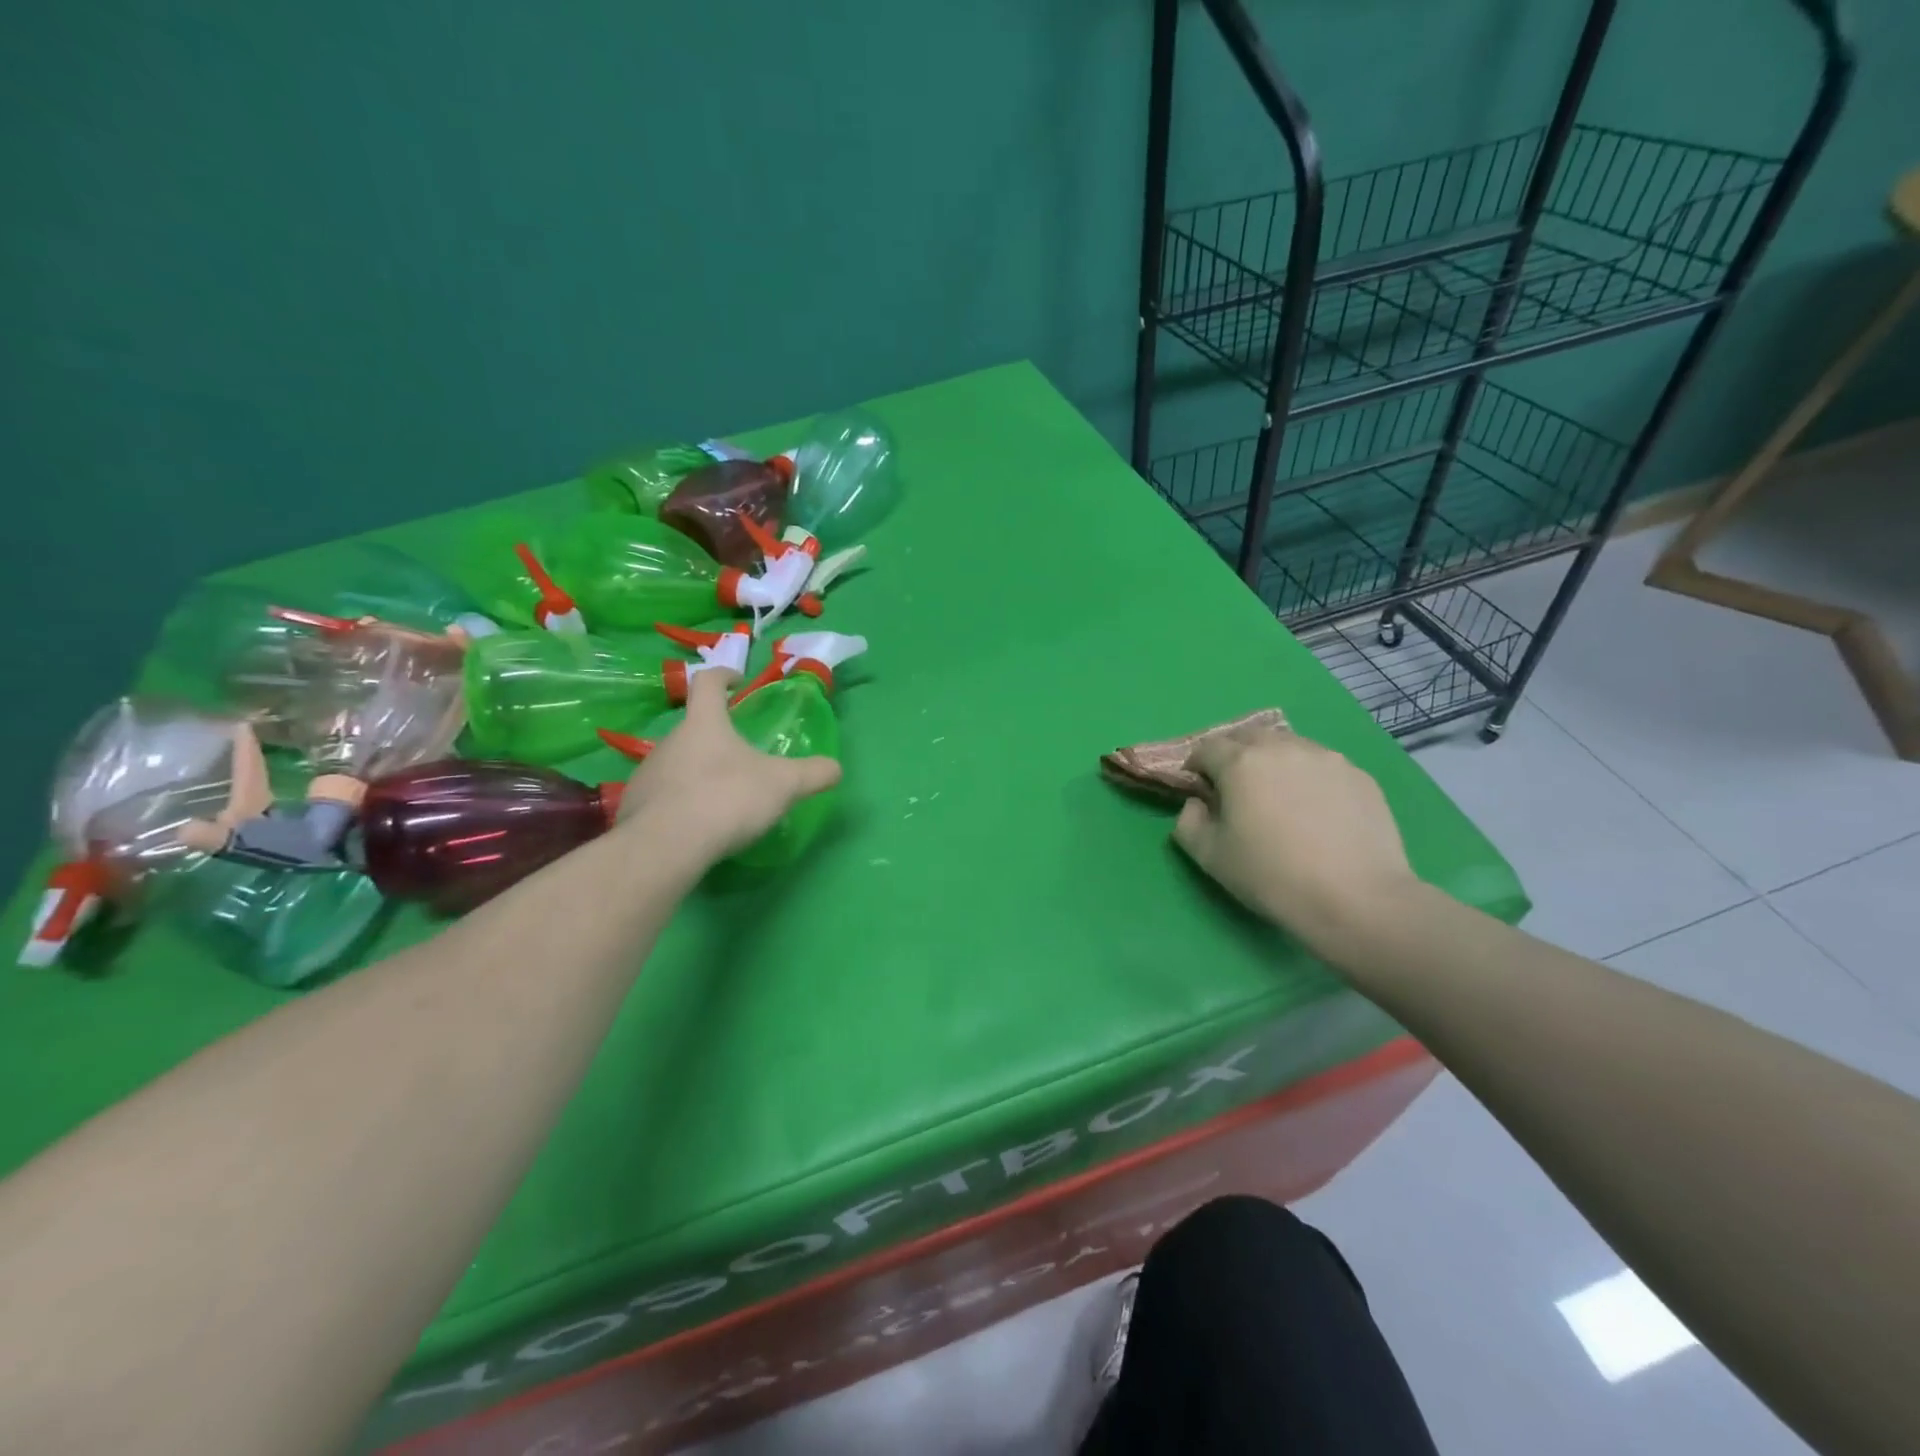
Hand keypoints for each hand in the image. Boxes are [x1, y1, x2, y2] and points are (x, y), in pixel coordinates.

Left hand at [615, 669, 841, 864]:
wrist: (666, 846)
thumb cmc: (727, 798)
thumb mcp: (783, 785)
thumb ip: (813, 774)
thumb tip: (835, 768)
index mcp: (705, 723)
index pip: (709, 683)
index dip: (724, 676)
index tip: (738, 681)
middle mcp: (670, 740)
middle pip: (693, 727)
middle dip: (716, 737)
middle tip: (741, 758)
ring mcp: (648, 773)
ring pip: (676, 763)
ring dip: (697, 772)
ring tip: (720, 798)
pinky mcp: (634, 806)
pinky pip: (661, 797)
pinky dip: (680, 803)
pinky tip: (697, 826)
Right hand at [1174, 724, 1418, 960]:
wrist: (1356, 898)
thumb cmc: (1271, 876)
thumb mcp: (1208, 856)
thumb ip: (1188, 821)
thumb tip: (1197, 803)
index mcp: (1240, 762)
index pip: (1207, 748)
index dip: (1197, 767)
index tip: (1201, 791)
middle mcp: (1282, 748)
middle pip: (1248, 737)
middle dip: (1234, 755)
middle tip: (1236, 789)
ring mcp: (1326, 758)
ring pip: (1288, 746)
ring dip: (1273, 762)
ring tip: (1279, 797)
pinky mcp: (1358, 775)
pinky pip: (1322, 765)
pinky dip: (1308, 777)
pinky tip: (1315, 811)